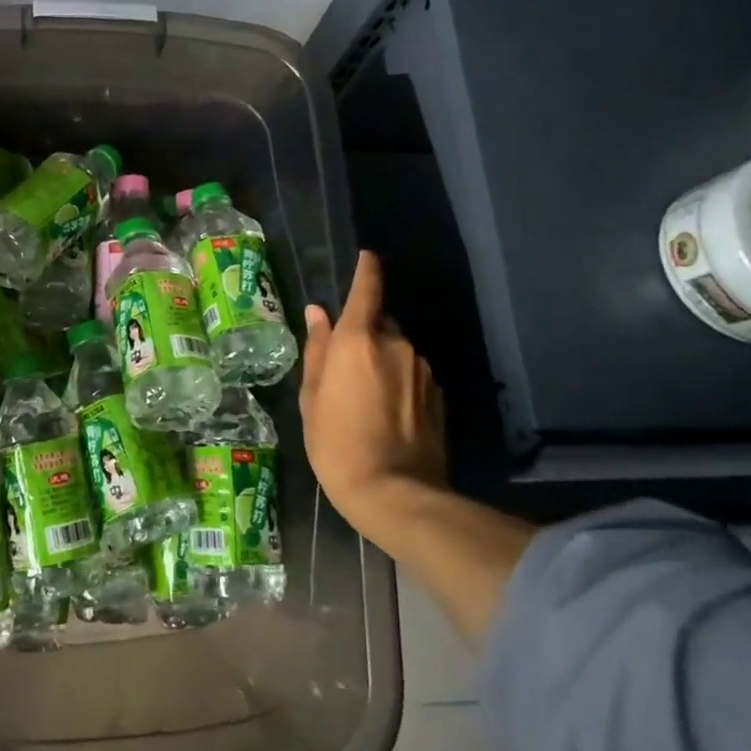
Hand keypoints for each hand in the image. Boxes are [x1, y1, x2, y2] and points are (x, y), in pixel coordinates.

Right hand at [300, 251, 446, 528]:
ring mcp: (422, 370)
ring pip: (397, 351)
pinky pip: (412, 375)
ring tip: (363, 396)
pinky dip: (399, 383)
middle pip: (380, 324)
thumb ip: (318, 350)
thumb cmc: (336, 442)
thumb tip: (318, 314)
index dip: (366, 270)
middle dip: (364, 333)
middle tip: (344, 365)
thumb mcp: (312, 397)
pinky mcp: (438, 396)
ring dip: (382, 361)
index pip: (367, 289)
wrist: (395, 493)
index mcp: (359, 339)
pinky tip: (386, 413)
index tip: (366, 257)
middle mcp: (396, 345)